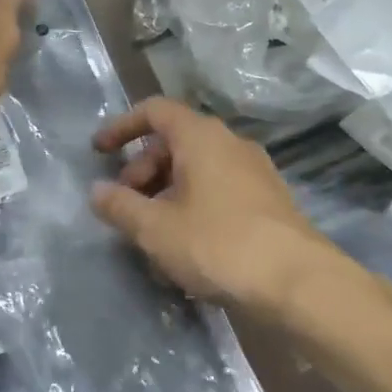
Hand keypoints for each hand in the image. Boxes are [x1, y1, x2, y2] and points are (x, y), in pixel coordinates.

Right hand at [90, 97, 338, 311]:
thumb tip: (96, 191)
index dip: (122, 127)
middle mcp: (231, 144)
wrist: (295, 280)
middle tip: (127, 207)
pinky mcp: (268, 200)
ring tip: (152, 233)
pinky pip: (220, 189)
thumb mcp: (156, 229)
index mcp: (202, 137)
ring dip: (167, 192)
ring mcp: (255, 171)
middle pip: (176, 142)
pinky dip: (194, 204)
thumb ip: (120, 207)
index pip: (155, 111)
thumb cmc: (217, 244)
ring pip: (199, 169)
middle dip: (143, 170)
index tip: (98, 153)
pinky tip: (187, 244)